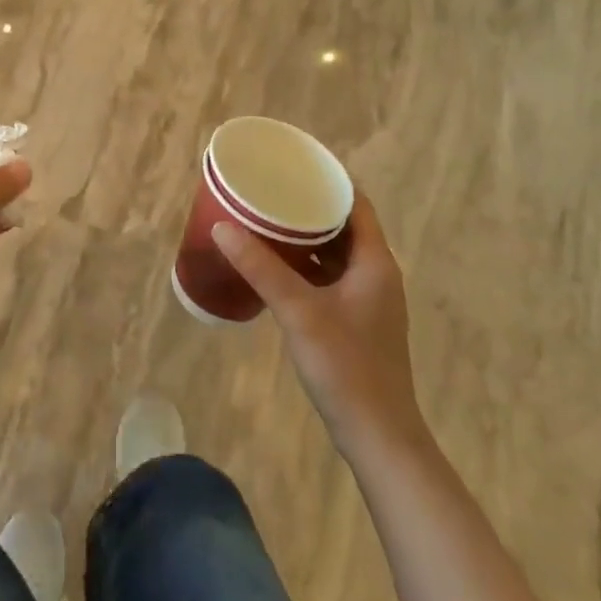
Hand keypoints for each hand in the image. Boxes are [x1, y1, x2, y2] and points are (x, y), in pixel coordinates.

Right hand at [213, 192, 427, 453]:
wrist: (378, 436)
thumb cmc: (346, 366)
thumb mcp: (299, 311)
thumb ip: (260, 267)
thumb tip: (222, 226)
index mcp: (375, 261)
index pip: (356, 202)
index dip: (328, 179)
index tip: (293, 164)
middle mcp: (377, 273)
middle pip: (345, 225)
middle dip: (309, 206)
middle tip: (270, 190)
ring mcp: (368, 300)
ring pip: (336, 253)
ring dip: (306, 237)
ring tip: (267, 220)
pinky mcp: (356, 321)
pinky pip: (330, 277)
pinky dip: (306, 265)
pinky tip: (275, 266)